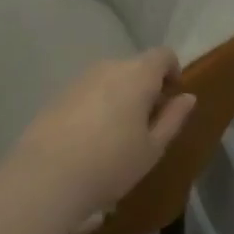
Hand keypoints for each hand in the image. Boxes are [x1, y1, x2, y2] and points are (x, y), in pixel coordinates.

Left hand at [11, 48, 197, 232]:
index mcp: (137, 75)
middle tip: (148, 124)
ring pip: (109, 80)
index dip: (172, 72)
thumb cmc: (112, 163)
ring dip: (120, 97)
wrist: (46, 178)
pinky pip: (87, 93)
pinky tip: (90, 141)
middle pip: (135, 67)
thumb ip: (173, 118)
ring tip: (118, 135)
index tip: (172, 98)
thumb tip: (187, 97)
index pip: (163, 55)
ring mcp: (79, 80)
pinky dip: (96, 107)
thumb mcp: (152, 147)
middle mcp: (108, 68)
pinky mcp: (57, 96)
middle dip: (145, 88)